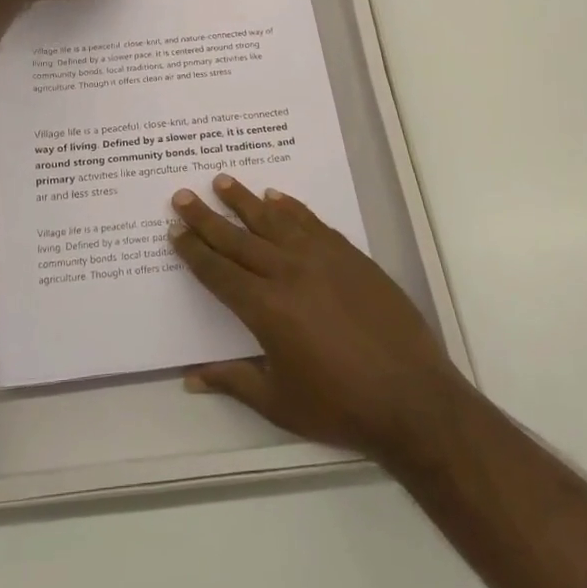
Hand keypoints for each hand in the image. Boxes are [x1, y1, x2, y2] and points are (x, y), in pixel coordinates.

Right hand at [171, 174, 469, 463]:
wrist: (412, 397)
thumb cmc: (340, 406)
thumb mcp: (279, 403)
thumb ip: (234, 381)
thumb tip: (190, 378)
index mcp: (265, 309)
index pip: (218, 272)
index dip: (193, 251)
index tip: (175, 230)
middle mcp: (287, 273)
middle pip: (237, 239)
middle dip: (206, 217)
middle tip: (182, 195)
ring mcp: (321, 259)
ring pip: (273, 220)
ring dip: (244, 200)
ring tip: (222, 181)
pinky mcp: (349, 255)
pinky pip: (311, 222)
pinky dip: (290, 207)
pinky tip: (276, 196)